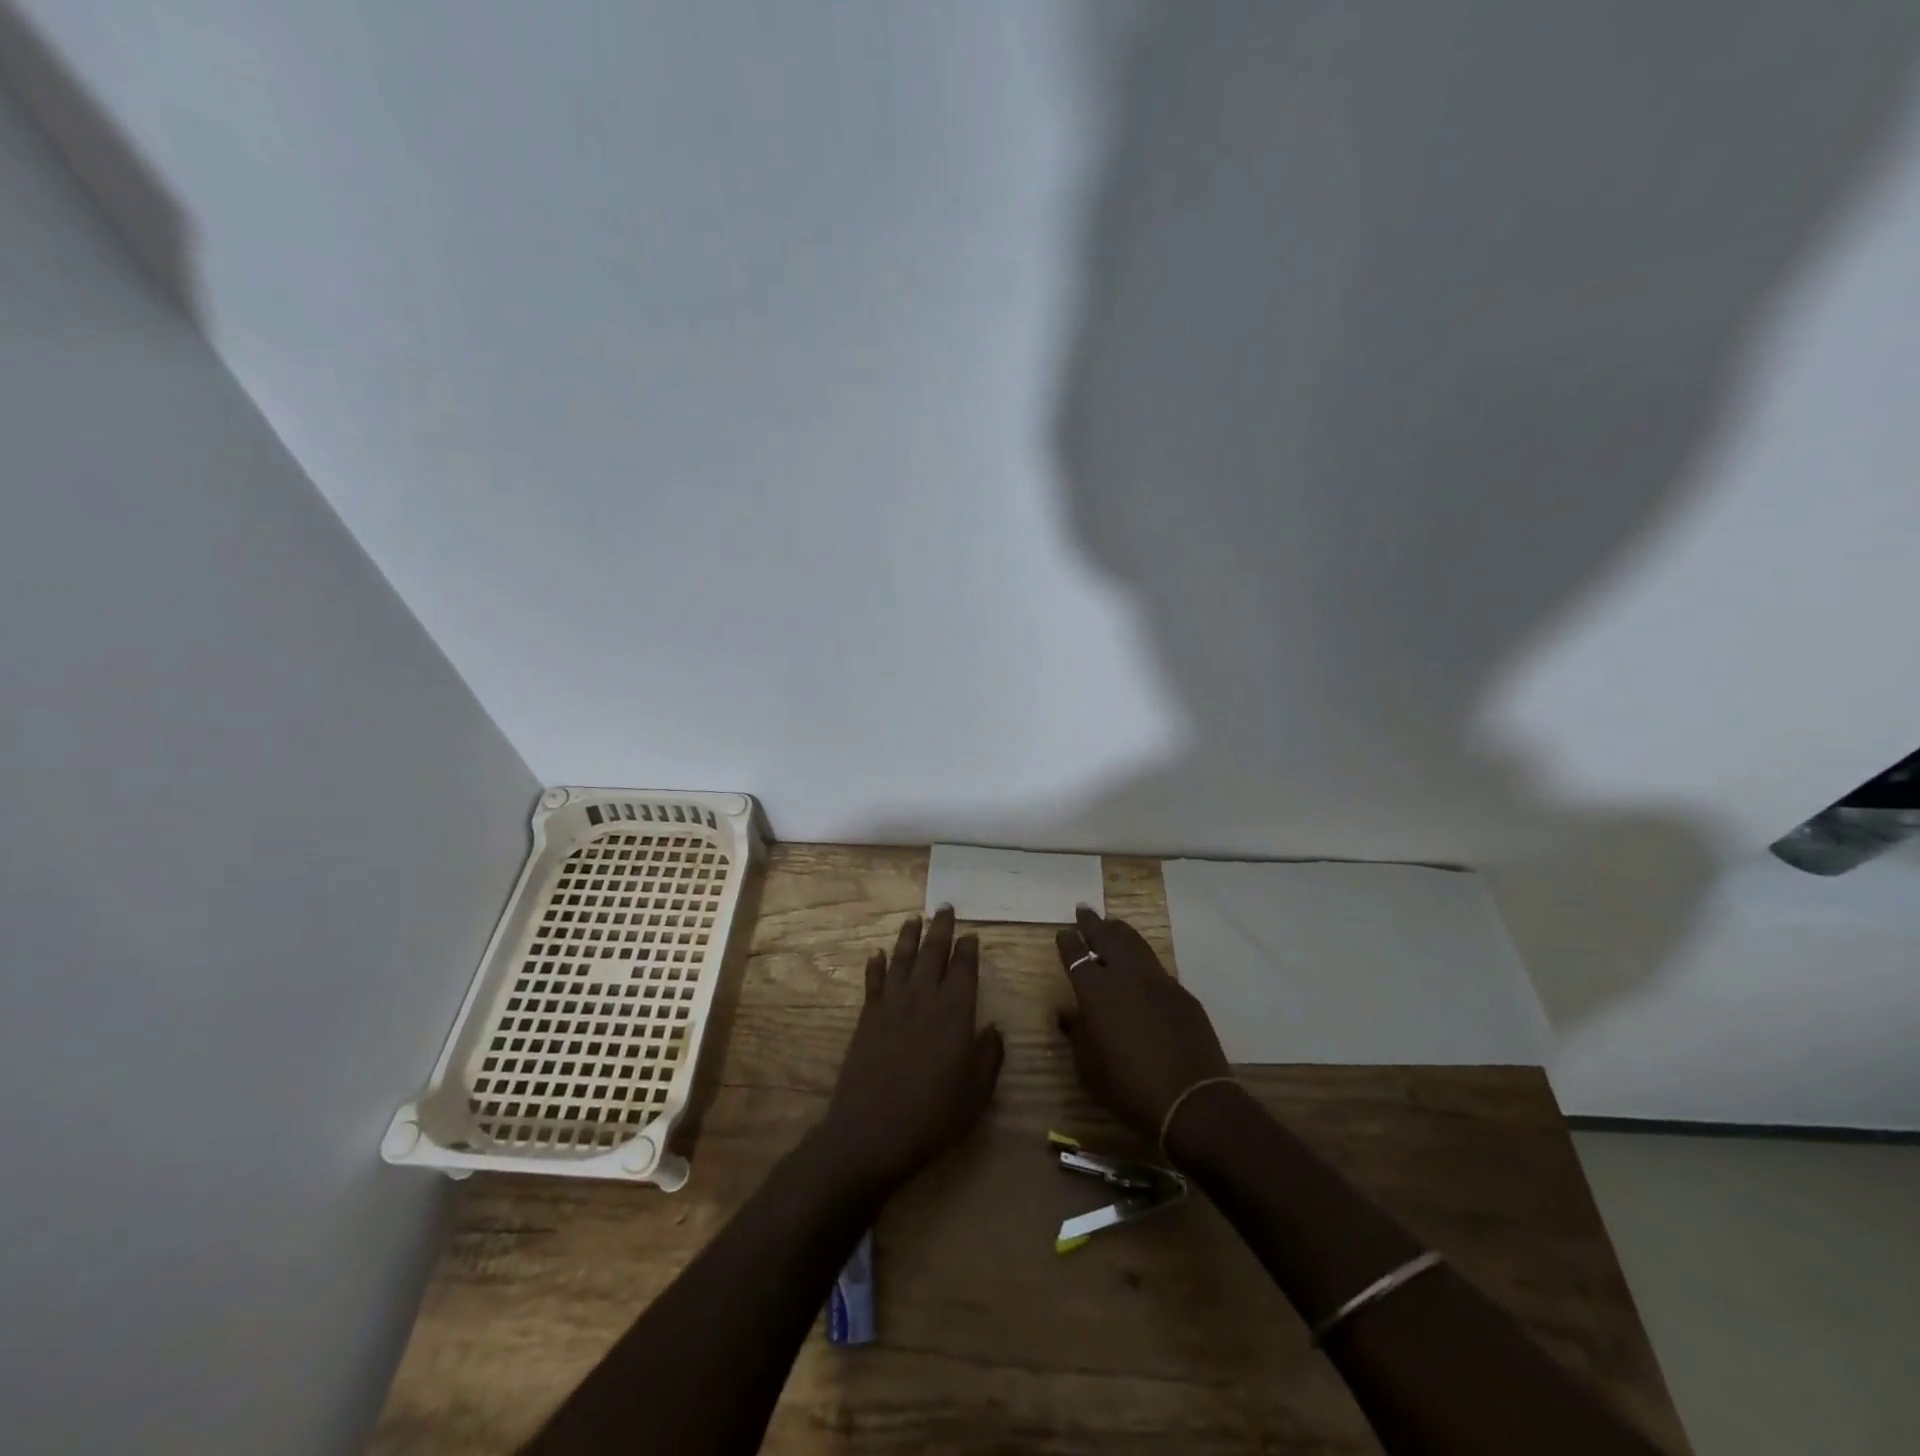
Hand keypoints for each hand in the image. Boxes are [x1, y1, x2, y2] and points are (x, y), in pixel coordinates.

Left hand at [814, 908, 1003, 1191]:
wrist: (871, 1132)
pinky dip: (876, 965)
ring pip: (901, 959)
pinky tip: (877, 954)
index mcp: (955, 1013)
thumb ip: (988, 1057)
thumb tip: (994, 1029)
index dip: (968, 949)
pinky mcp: (868, 1018)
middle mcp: (923, 998)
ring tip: (914, 919)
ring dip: (908, 937)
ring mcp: (892, 1005)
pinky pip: (873, 982)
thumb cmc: (932, 1116)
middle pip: (932, 953)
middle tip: (945, 908)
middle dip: (940, 929)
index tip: (971, 935)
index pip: (963, 968)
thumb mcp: (975, 1094)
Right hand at [1056, 906, 1232, 1144]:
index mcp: (1096, 991)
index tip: (1064, 932)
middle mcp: (1126, 976)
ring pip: (1135, 943)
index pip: (1076, 955)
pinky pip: (1156, 967)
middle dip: (1093, 923)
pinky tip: (1140, 966)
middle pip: (1107, 937)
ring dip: (1120, 931)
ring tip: (1112, 924)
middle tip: (1084, 910)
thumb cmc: (1129, 1088)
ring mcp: (1158, 981)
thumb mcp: (1089, 1068)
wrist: (1192, 1100)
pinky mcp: (1182, 993)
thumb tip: (1068, 1014)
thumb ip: (1077, 1034)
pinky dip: (1142, 958)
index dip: (1068, 942)